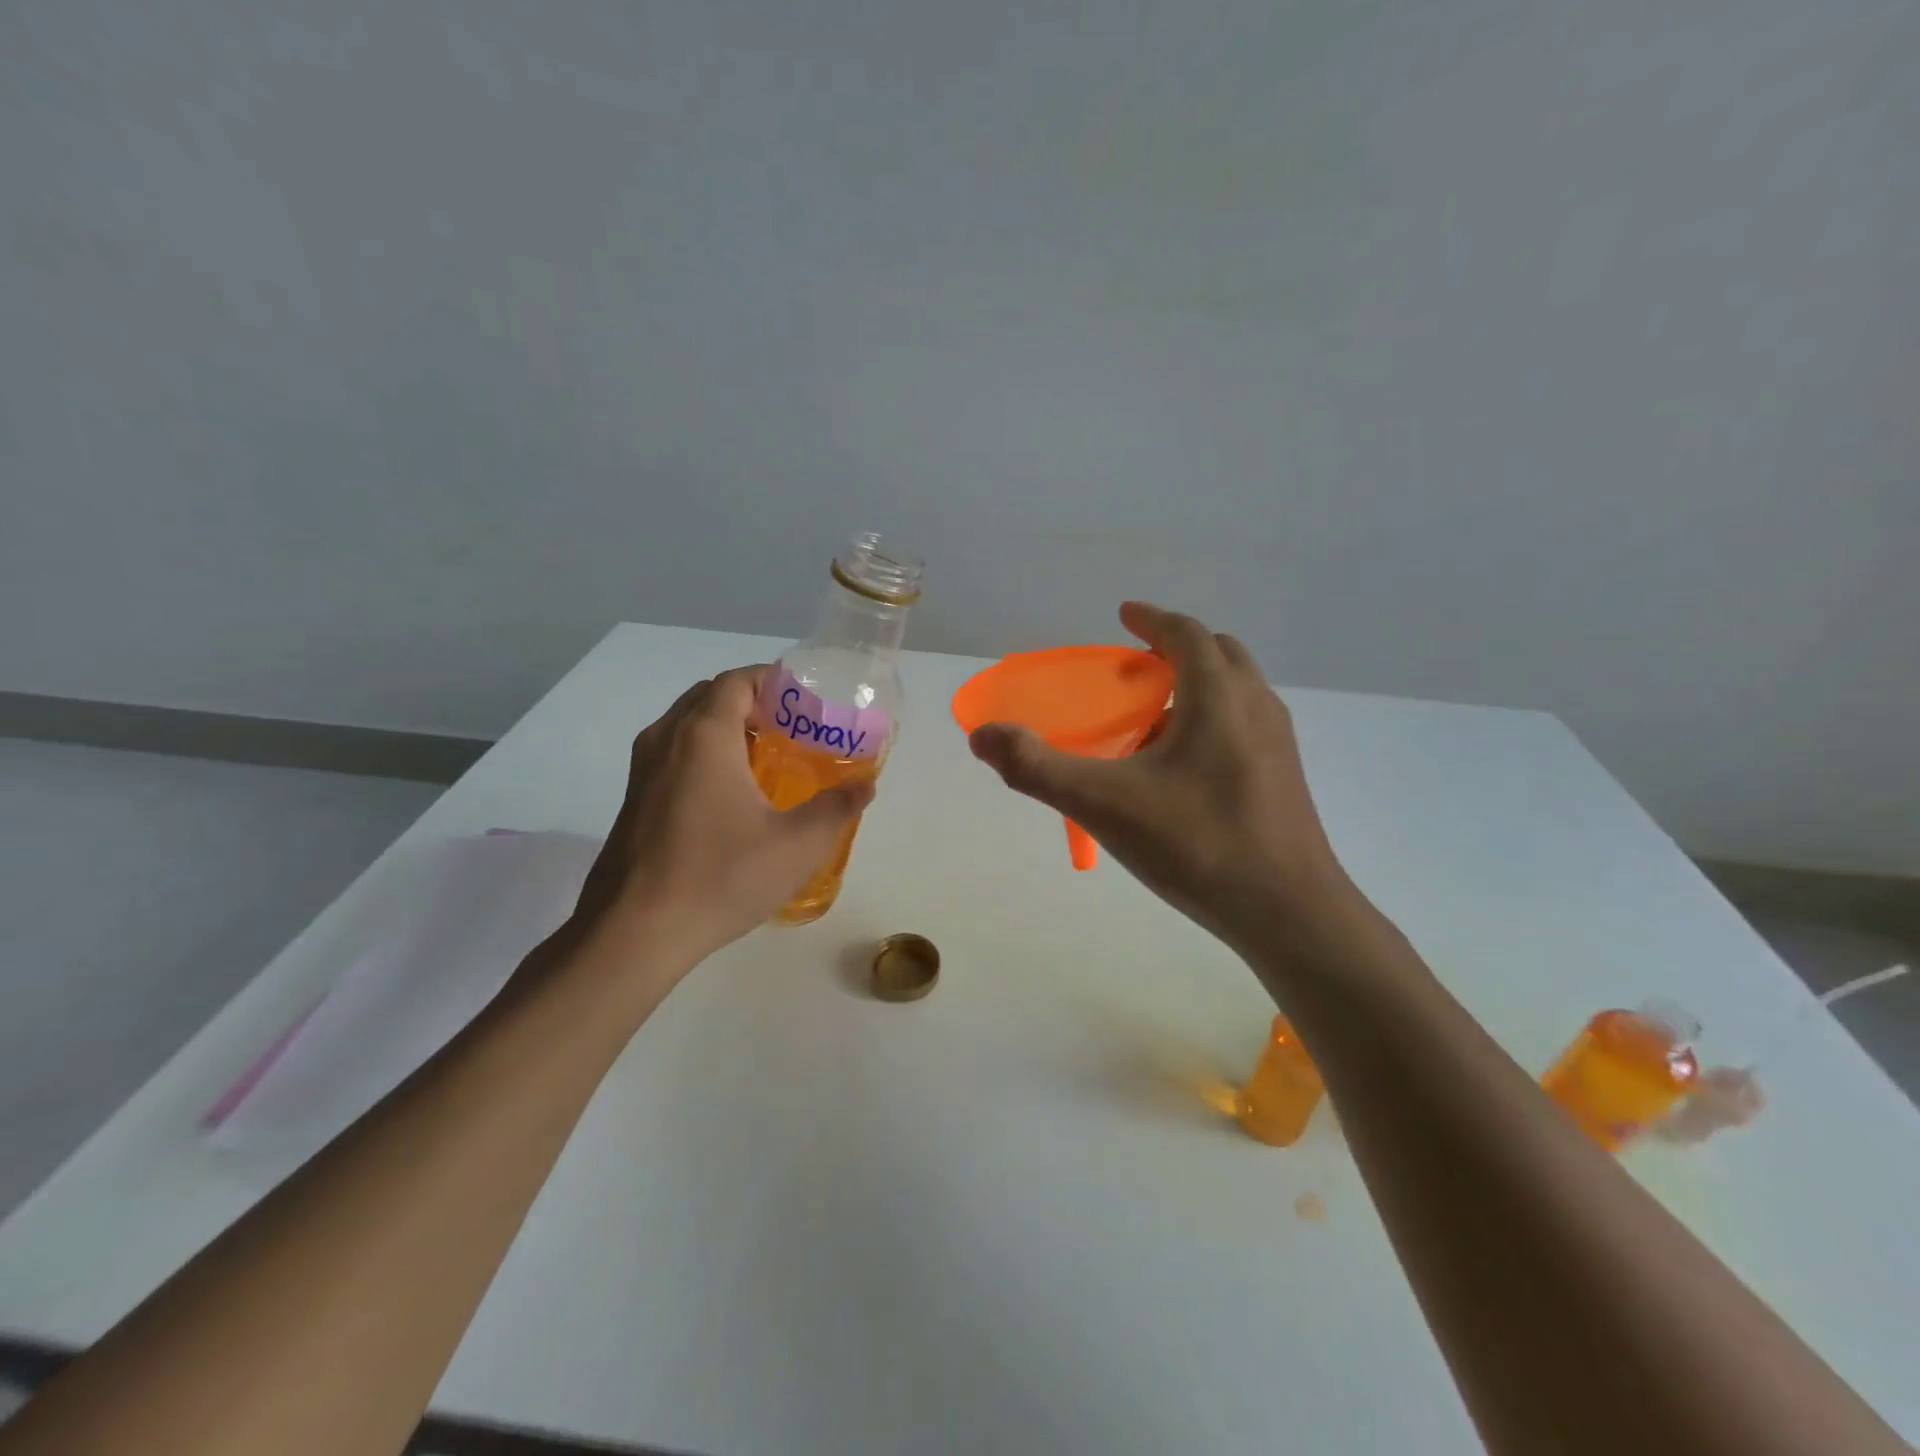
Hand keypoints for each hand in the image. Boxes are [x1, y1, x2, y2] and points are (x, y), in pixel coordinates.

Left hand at [573, 665, 875, 972]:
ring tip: (770, 760)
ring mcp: (643, 770)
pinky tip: (734, 797)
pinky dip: (707, 754)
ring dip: (728, 729)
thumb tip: (865, 786)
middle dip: (755, 703)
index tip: (809, 703)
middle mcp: (666, 739)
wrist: (632, 934)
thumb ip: (837, 808)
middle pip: (712, 697)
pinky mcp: (635, 799)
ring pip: (689, 726)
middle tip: (795, 730)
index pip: (738, 680)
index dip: (774, 681)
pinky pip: (675, 754)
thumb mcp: (797, 846)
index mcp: (704, 735)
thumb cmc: (719, 878)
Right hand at [967, 603, 1352, 955]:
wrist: (1290, 913)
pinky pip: (1245, 726)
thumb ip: (1037, 768)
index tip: (1124, 615)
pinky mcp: (1285, 779)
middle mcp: (1255, 708)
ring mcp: (1279, 745)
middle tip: (1135, 669)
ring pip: (1237, 692)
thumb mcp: (1104, 805)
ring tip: (1153, 720)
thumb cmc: (1198, 845)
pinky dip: (1212, 721)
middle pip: (1219, 655)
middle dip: (1177, 649)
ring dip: (1197, 686)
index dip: (1152, 620)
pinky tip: (1182, 771)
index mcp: (1218, 698)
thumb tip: (982, 736)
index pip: (1186, 634)